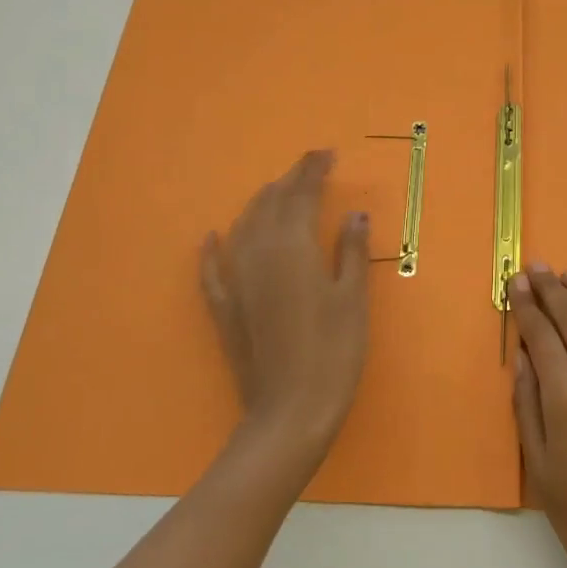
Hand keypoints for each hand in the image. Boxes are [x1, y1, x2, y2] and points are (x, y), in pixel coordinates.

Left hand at [200, 150, 369, 459]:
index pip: (302, 194)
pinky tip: (211, 238)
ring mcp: (236, 281)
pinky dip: (212, 250)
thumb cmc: (333, 353)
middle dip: (290, 181)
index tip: (328, 154)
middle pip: (270, 204)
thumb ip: (351, 251)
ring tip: (278, 193)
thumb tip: (354, 213)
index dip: (314, 170)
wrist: (289, 413)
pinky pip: (212, 270)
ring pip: (243, 227)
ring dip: (261, 204)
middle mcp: (258, 254)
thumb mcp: (353, 299)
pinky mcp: (224, 309)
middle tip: (311, 169)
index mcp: (293, 247)